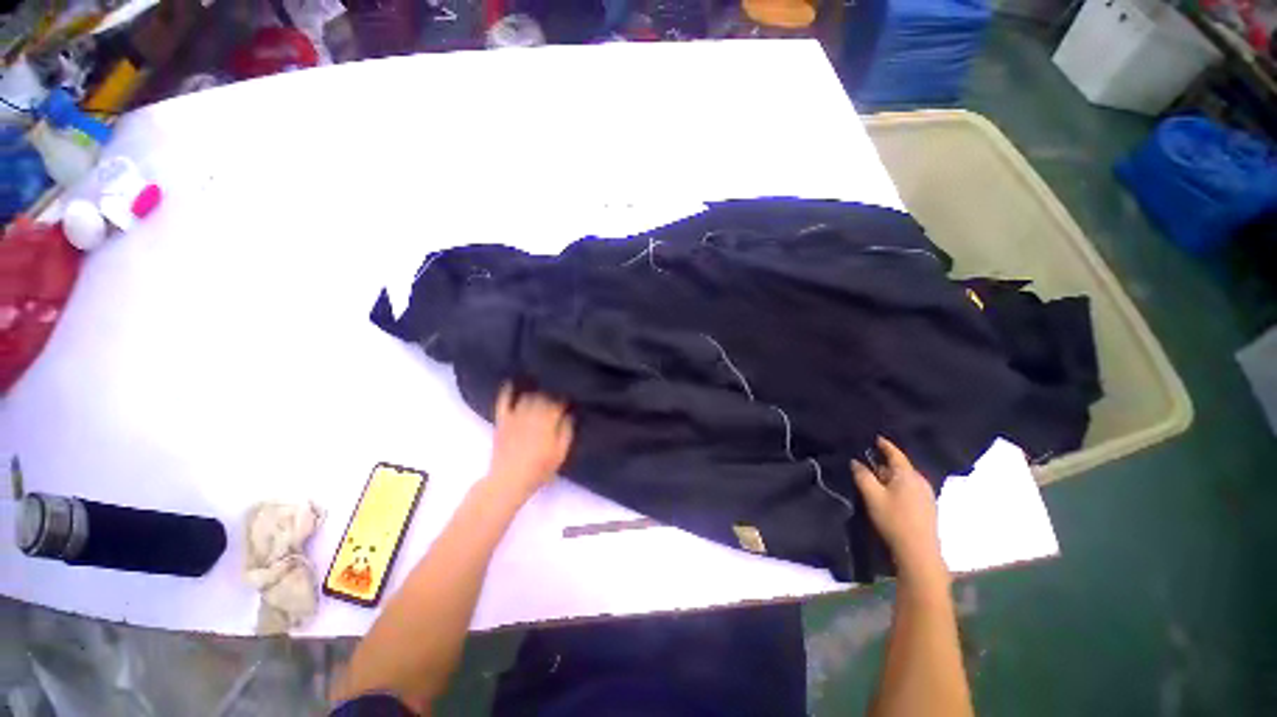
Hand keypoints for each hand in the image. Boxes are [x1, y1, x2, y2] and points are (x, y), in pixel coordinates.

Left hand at [488, 384, 573, 497]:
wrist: (509, 480)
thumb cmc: (539, 469)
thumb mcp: (560, 454)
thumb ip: (567, 432)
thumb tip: (570, 414)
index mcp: (549, 421)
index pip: (559, 402)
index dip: (566, 399)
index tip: (571, 399)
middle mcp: (533, 413)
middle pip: (544, 396)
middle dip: (552, 394)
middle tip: (557, 395)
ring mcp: (516, 415)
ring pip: (528, 396)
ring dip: (536, 393)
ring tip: (541, 391)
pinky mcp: (503, 420)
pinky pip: (504, 401)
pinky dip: (507, 391)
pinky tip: (511, 382)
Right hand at [852, 437, 946, 582]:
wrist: (918, 552)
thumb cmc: (893, 519)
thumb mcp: (872, 495)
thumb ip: (862, 475)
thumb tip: (855, 461)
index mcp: (907, 474)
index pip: (895, 453)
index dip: (884, 445)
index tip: (876, 438)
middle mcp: (920, 481)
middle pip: (900, 466)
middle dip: (884, 464)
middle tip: (868, 463)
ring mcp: (927, 495)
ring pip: (905, 479)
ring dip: (891, 477)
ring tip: (876, 479)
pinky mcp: (928, 507)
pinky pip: (910, 489)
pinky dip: (898, 486)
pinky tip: (890, 495)